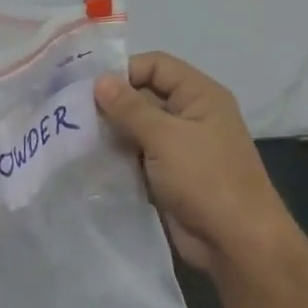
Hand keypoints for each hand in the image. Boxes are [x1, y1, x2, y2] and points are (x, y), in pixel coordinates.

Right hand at [94, 52, 295, 271]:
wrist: (235, 241)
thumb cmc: (205, 179)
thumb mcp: (165, 137)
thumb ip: (129, 108)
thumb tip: (99, 80)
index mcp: (199, 96)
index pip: (156, 66)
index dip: (123, 71)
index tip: (86, 88)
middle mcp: (190, 116)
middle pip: (143, 96)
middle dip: (110, 103)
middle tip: (71, 113)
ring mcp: (178, 147)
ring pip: (136, 128)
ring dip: (110, 132)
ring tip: (74, 137)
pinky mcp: (167, 175)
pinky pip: (136, 156)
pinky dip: (116, 157)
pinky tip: (88, 161)